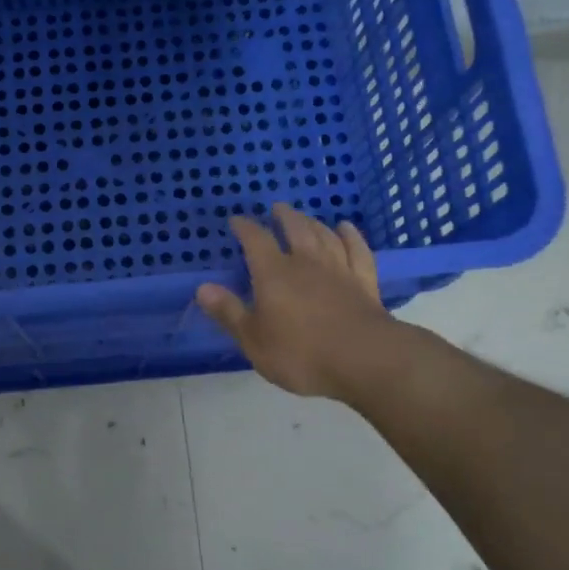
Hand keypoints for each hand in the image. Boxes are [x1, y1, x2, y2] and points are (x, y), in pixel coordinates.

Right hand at [197, 203, 399, 399]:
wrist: (366, 360)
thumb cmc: (302, 354)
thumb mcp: (254, 340)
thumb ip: (229, 312)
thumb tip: (202, 288)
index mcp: (274, 274)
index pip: (256, 240)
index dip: (245, 228)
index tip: (236, 220)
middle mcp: (306, 263)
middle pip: (295, 229)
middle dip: (283, 216)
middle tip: (276, 208)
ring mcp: (339, 270)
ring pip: (324, 236)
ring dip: (313, 222)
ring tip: (305, 216)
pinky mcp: (365, 283)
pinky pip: (357, 251)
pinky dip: (351, 236)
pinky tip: (346, 229)